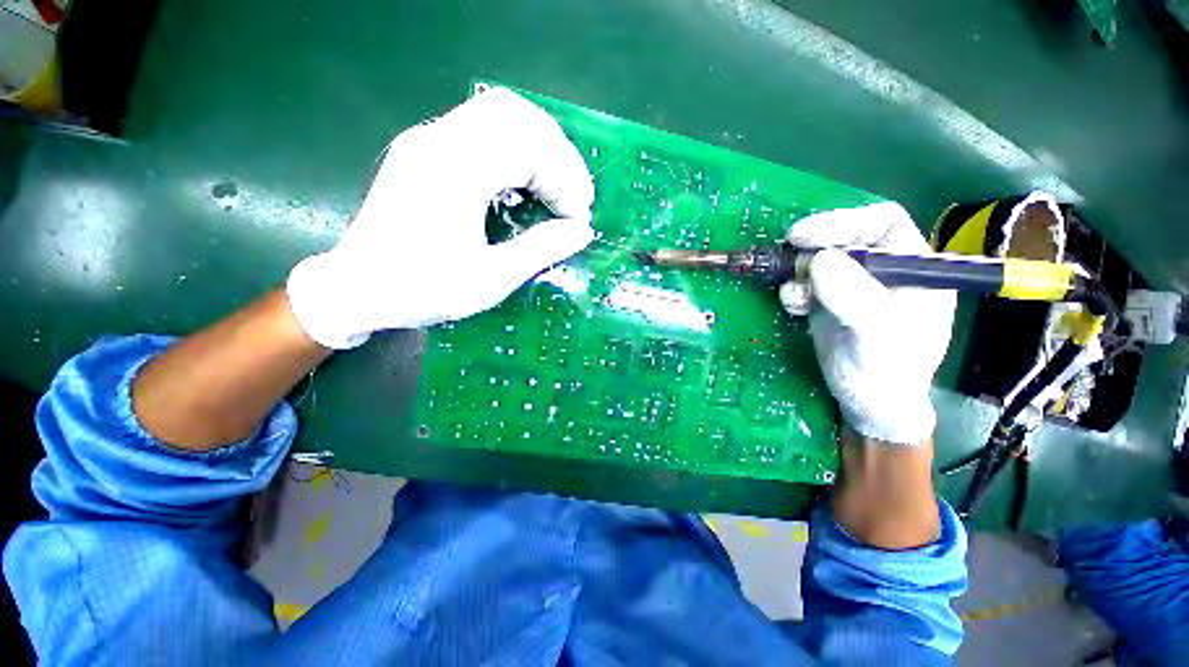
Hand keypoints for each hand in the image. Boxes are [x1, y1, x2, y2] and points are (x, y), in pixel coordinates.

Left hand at [287, 87, 595, 348]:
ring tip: (556, 188)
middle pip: (515, 114)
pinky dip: (516, 150)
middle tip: (573, 197)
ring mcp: (428, 140)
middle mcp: (438, 141)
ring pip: (499, 113)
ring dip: (538, 148)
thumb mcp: (490, 280)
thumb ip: (540, 250)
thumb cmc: (422, 290)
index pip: (527, 147)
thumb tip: (581, 231)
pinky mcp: (426, 149)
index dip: (564, 179)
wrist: (356, 289)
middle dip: (557, 155)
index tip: (578, 217)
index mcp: (453, 174)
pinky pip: (482, 129)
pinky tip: (525, 182)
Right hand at [780, 202, 955, 444]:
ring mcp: (853, 285)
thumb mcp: (877, 335)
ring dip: (798, 272)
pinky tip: (793, 306)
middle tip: (787, 257)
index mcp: (914, 268)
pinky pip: (805, 283)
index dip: (843, 222)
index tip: (803, 235)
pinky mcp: (829, 301)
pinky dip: (794, 290)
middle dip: (814, 246)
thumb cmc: (886, 372)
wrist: (866, 403)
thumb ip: (854, 297)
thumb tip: (819, 260)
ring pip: (819, 259)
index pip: (882, 223)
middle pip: (845, 238)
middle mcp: (883, 270)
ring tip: (793, 296)